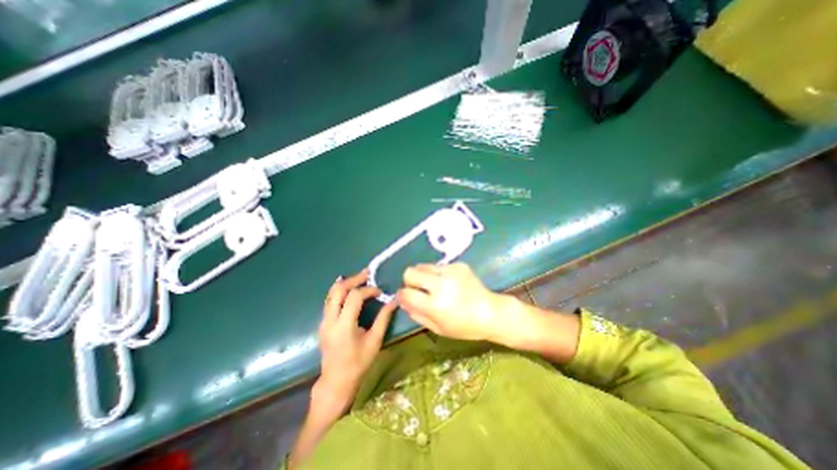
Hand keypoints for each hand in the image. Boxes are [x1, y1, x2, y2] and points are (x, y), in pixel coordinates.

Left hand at [316, 270, 396, 416]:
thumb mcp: (374, 341)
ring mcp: (323, 321)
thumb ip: (383, 318)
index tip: (380, 292)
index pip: (354, 297)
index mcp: (344, 326)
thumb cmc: (358, 364)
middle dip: (354, 279)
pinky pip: (330, 300)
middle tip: (367, 274)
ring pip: (331, 293)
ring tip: (360, 277)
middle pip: (338, 290)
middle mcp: (330, 320)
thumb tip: (394, 301)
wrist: (336, 382)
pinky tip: (350, 288)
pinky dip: (340, 291)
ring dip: (346, 283)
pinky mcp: (323, 323)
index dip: (368, 290)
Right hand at [397, 263, 513, 342]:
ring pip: (423, 265)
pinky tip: (449, 283)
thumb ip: (417, 314)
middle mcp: (441, 284)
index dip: (401, 295)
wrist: (491, 312)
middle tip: (417, 289)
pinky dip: (438, 273)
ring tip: (433, 285)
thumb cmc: (464, 326)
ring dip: (423, 275)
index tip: (405, 297)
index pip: (406, 293)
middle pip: (410, 272)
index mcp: (435, 304)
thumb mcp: (438, 328)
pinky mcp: (458, 265)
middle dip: (409, 280)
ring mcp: (451, 271)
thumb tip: (402, 301)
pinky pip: (439, 266)